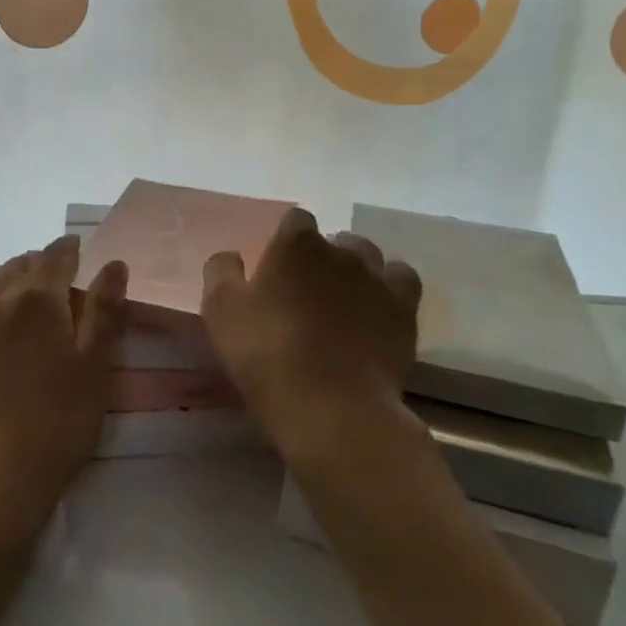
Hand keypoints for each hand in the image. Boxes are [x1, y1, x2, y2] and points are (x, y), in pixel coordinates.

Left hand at [0, 235, 126, 546]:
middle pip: (22, 265)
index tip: (83, 248)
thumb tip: (113, 264)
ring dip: (19, 277)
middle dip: (45, 261)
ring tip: (40, 293)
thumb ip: (104, 310)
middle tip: (68, 273)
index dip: (70, 248)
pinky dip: (2, 300)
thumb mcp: (94, 366)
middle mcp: (0, 303)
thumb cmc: (57, 421)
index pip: (54, 256)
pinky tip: (15, 327)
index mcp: (36, 299)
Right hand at [200, 208, 423, 465]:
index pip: (295, 220)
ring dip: (356, 268)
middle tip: (306, 289)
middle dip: (322, 256)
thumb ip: (221, 273)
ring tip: (343, 297)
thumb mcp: (221, 312)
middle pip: (334, 239)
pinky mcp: (404, 311)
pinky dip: (389, 287)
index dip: (286, 239)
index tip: (276, 265)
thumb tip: (230, 256)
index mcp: (296, 244)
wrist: (331, 406)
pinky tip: (377, 306)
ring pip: (370, 256)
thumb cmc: (267, 353)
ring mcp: (377, 279)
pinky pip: (402, 280)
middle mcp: (341, 251)